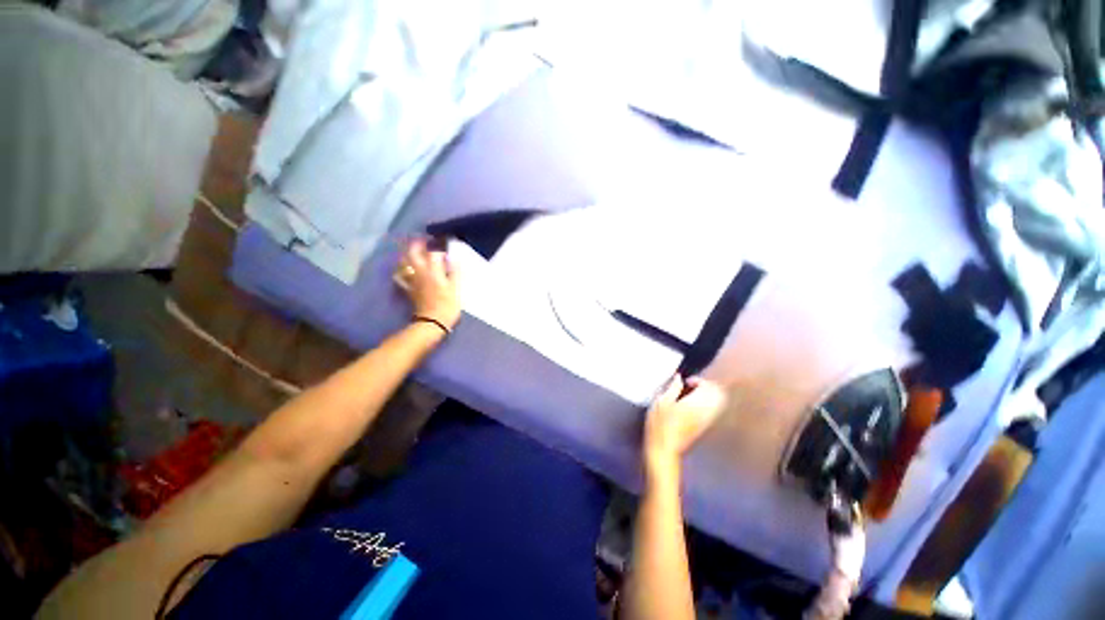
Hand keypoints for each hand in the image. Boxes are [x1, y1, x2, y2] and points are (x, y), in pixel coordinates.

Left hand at [395, 239, 460, 330]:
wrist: (432, 322)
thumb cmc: (447, 305)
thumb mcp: (456, 288)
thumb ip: (454, 271)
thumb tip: (453, 258)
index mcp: (433, 271)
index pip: (433, 251)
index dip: (437, 243)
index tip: (442, 239)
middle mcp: (420, 272)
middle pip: (413, 252)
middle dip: (417, 243)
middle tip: (423, 239)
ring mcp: (411, 280)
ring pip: (404, 261)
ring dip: (407, 253)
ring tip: (412, 250)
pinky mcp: (408, 288)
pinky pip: (399, 276)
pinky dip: (400, 269)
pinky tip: (403, 268)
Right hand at [643, 376, 725, 478]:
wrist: (664, 449)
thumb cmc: (659, 425)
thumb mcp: (661, 402)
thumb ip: (673, 388)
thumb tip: (678, 378)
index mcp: (695, 403)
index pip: (708, 386)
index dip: (698, 380)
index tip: (686, 382)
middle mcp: (705, 411)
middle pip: (718, 394)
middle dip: (707, 387)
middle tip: (692, 387)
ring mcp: (706, 421)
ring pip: (718, 403)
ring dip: (708, 396)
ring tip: (692, 395)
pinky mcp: (704, 428)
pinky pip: (713, 412)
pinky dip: (707, 405)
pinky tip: (692, 406)